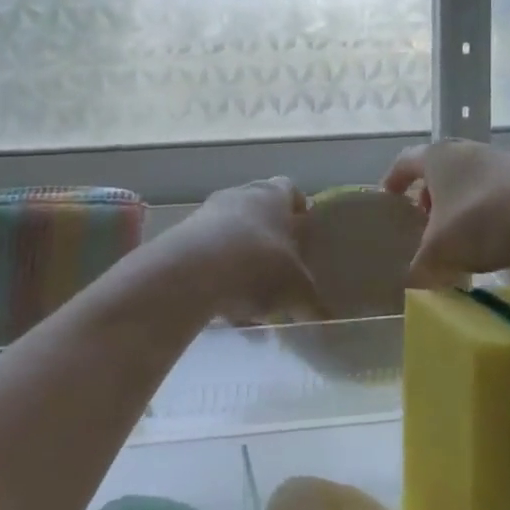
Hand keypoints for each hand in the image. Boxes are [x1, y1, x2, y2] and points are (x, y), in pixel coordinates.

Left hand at [167, 177, 320, 325]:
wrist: (191, 273)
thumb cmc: (258, 266)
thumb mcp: (297, 290)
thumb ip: (312, 302)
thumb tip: (327, 319)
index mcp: (273, 195)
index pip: (290, 190)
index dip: (298, 210)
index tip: (304, 234)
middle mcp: (240, 195)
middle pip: (259, 213)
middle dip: (270, 242)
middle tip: (280, 273)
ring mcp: (207, 214)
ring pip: (232, 237)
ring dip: (242, 265)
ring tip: (251, 304)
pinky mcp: (182, 238)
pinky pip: (209, 257)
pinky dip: (219, 278)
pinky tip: (225, 310)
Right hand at [382, 139, 509, 283]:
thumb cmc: (481, 219)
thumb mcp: (440, 251)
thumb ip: (421, 267)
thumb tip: (414, 283)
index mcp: (436, 158)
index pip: (404, 162)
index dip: (393, 180)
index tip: (387, 198)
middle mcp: (466, 151)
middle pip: (439, 171)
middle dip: (429, 197)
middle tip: (424, 222)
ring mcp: (501, 160)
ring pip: (469, 181)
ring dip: (460, 205)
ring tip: (460, 235)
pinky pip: (497, 192)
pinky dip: (488, 211)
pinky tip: (494, 238)